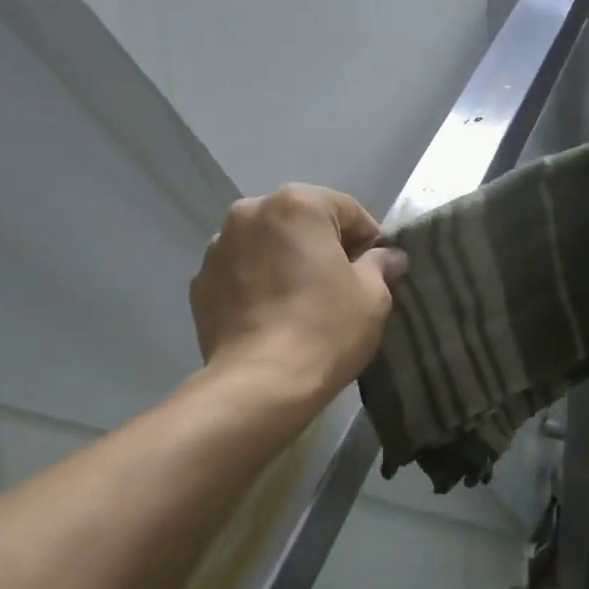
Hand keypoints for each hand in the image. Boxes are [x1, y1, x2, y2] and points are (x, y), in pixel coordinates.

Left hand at [190, 184, 407, 404]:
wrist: (260, 384)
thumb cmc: (324, 330)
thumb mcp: (372, 296)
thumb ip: (380, 264)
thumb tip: (388, 256)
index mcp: (297, 204)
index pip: (347, 210)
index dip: (369, 240)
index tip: (376, 272)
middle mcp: (250, 212)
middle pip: (301, 222)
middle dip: (321, 246)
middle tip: (339, 287)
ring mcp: (218, 247)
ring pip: (266, 245)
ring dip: (284, 262)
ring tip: (299, 302)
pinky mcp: (199, 282)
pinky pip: (240, 272)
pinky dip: (256, 283)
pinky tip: (270, 316)